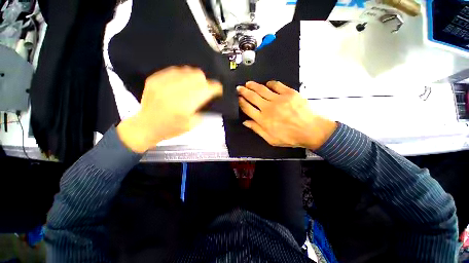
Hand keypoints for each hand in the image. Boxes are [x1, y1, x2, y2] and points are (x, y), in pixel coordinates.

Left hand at [117, 66, 222, 152]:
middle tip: (205, 89)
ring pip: (188, 70)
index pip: (206, 89)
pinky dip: (182, 75)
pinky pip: (175, 70)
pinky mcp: (155, 79)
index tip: (218, 90)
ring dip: (195, 78)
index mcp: (185, 106)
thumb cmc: (171, 129)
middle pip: (198, 76)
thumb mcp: (192, 124)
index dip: (216, 88)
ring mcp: (163, 82)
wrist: (145, 126)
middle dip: (206, 82)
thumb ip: (202, 109)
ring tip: (193, 86)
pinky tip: (181, 83)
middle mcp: (175, 91)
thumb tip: (208, 96)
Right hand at [237, 81, 336, 150]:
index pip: (247, 108)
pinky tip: (267, 84)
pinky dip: (270, 83)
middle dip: (244, 91)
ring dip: (253, 86)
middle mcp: (268, 108)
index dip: (241, 102)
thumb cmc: (290, 137)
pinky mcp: (289, 93)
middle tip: (239, 87)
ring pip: (262, 89)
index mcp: (263, 119)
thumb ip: (257, 129)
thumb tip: (245, 122)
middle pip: (252, 97)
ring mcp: (279, 99)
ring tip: (248, 83)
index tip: (238, 98)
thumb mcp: (271, 139)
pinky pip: (277, 85)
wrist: (311, 131)